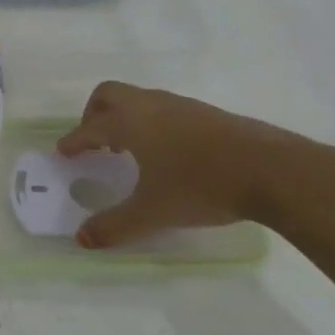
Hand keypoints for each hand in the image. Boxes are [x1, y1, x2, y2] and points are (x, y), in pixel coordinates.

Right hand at [56, 82, 325, 247]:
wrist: (271, 169)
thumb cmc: (201, 186)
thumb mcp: (153, 213)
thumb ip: (114, 226)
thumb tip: (81, 239)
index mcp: (130, 123)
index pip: (90, 128)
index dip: (74, 141)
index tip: (64, 152)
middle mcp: (151, 105)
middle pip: (109, 95)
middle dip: (93, 115)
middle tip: (92, 143)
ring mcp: (181, 105)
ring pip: (139, 100)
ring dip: (123, 119)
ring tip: (126, 151)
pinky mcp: (206, 113)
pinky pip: (163, 109)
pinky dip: (149, 123)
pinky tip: (165, 154)